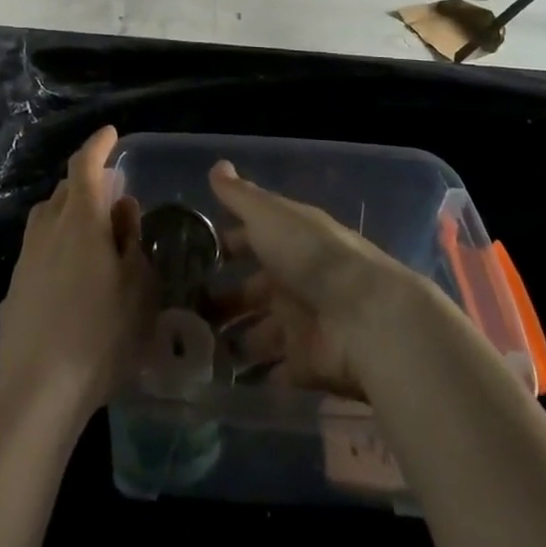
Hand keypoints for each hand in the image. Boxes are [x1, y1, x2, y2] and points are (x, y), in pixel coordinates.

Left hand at [0, 127, 152, 418]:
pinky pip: (37, 253)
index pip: (84, 165)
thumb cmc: (101, 334)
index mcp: (80, 220)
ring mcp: (25, 260)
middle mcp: (47, 230)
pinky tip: (68, 281)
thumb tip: (122, 207)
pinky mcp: (13, 290)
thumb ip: (130, 239)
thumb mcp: (138, 286)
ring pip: (46, 220)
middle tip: (110, 199)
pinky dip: (54, 250)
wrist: (39, 391)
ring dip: (68, 216)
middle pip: (64, 191)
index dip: (98, 145)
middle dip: (86, 185)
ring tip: (90, 238)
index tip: (110, 134)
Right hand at [208, 159, 420, 398]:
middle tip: (181, 315)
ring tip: (191, 352)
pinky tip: (220, 382)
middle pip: (250, 292)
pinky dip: (254, 379)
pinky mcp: (308, 365)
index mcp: (287, 242)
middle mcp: (293, 281)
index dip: (221, 248)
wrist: (365, 316)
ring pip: (258, 334)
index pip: (249, 242)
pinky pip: (276, 373)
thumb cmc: (311, 255)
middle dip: (220, 302)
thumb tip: (216, 164)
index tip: (187, 259)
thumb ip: (240, 196)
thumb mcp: (270, 215)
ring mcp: (301, 325)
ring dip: (232, 342)